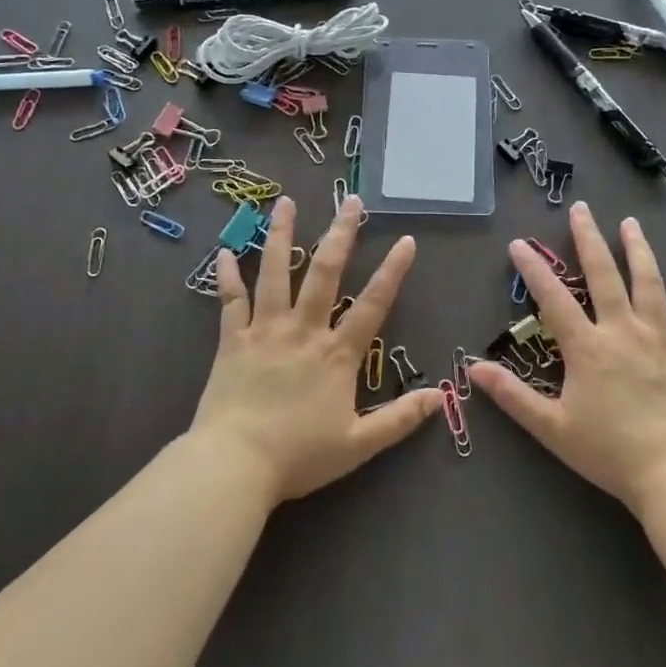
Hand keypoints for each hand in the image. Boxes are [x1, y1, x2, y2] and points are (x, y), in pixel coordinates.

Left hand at [192, 195, 438, 505]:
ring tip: (285, 203)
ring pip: (274, 273)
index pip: (372, 304)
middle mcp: (303, 331)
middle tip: (350, 200)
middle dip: (340, 234)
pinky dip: (227, 276)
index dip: (392, 272)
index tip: (406, 240)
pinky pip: (230, 301)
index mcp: (336, 354)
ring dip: (280, 235)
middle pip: (324, 273)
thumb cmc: (298, 456)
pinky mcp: (231, 341)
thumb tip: (441, 397)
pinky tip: (224, 251)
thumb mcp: (358, 445)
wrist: (234, 466)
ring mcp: (264, 331)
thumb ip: (400, 419)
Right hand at [473, 202, 665, 513]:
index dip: (533, 270)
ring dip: (638, 251)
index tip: (518, 244)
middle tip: (581, 209)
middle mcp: (622, 332)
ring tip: (631, 223)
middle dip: (589, 240)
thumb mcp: (552, 427)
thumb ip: (513, 396)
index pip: (553, 299)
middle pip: (604, 276)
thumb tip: (474, 368)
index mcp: (587, 348)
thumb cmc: (608, 451)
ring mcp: (659, 340)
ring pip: (648, 285)